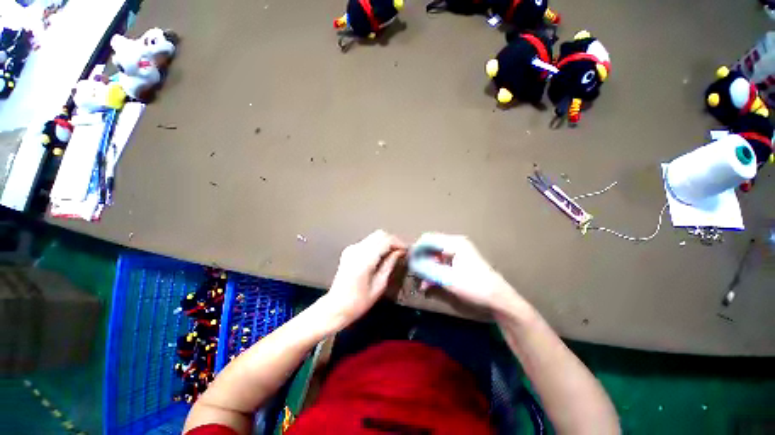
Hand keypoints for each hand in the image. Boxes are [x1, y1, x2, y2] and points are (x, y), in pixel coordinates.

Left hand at [323, 230, 406, 327]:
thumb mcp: (379, 285)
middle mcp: (356, 250)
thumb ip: (389, 264)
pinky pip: (367, 242)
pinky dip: (377, 244)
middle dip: (393, 240)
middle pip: (379, 234)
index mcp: (364, 260)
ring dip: (385, 242)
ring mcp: (351, 249)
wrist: (336, 307)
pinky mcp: (349, 251)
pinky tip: (382, 255)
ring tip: (394, 253)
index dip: (398, 243)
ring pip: (374, 236)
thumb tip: (399, 252)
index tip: (407, 250)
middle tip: (401, 251)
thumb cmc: (358, 302)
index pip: (385, 241)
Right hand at [409, 233, 516, 309]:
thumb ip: (427, 269)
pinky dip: (433, 274)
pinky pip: (440, 265)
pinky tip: (429, 287)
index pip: (428, 239)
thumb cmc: (474, 287)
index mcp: (454, 243)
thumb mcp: (447, 279)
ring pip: (434, 258)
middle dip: (421, 262)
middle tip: (414, 275)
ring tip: (422, 285)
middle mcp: (454, 245)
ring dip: (426, 270)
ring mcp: (457, 255)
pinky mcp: (458, 265)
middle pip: (430, 248)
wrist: (498, 301)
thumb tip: (411, 263)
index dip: (416, 249)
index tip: (408, 262)